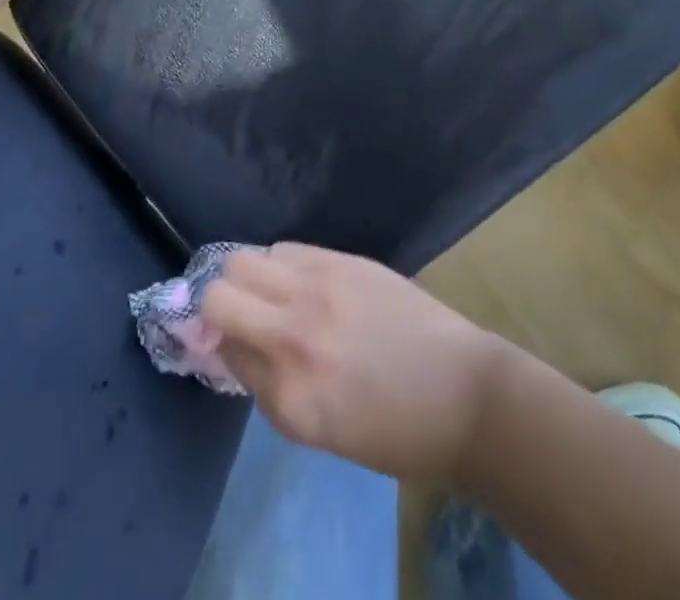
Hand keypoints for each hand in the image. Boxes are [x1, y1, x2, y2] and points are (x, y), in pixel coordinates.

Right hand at [202, 243, 508, 486]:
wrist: (462, 394)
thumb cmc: (394, 431)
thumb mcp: (319, 428)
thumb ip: (269, 384)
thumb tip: (233, 344)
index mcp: (289, 398)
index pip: (222, 352)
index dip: (222, 347)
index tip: (230, 344)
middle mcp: (293, 337)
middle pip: (218, 295)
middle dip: (216, 305)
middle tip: (238, 315)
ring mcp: (317, 291)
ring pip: (244, 260)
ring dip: (248, 278)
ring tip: (273, 293)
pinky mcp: (340, 260)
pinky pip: (285, 248)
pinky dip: (281, 264)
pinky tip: (302, 280)